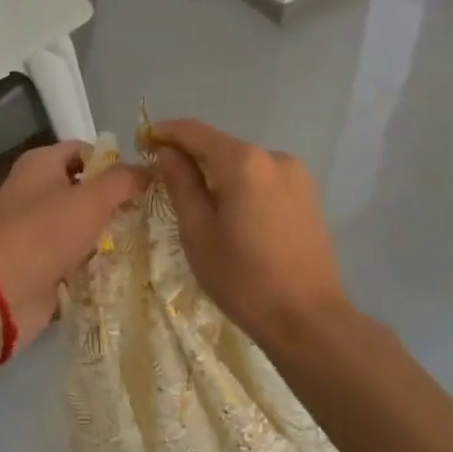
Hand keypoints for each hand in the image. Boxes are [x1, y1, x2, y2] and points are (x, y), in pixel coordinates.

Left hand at [0, 141, 149, 350]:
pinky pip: (75, 252)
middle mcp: (35, 190)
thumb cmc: (46, 232)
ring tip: (144, 237)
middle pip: (84, 187)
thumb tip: (149, 171)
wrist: (3, 291)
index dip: (113, 161)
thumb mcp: (92, 199)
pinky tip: (123, 264)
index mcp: (40, 163)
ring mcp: (35, 227)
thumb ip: (124, 180)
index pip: (84, 150)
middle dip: (115, 199)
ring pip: (81, 222)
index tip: (143, 180)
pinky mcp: (39, 260)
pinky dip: (94, 257)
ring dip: (107, 231)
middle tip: (149, 211)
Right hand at [149, 119, 351, 345]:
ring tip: (199, 205)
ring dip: (218, 174)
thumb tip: (168, 152)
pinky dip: (242, 187)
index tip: (144, 142)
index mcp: (244, 162)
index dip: (166, 133)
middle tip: (165, 180)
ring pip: (243, 164)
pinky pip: (264, 179)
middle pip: (221, 146)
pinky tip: (233, 216)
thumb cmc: (243, 279)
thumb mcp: (198, 233)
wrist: (308, 319)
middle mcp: (273, 156)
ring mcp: (296, 175)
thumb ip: (181, 184)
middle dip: (191, 157)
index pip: (195, 132)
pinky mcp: (308, 194)